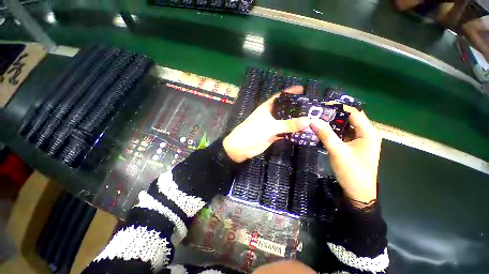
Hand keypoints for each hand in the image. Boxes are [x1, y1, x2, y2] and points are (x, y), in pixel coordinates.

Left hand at [223, 86, 310, 162]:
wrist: (241, 148)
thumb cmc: (252, 132)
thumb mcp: (270, 127)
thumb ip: (288, 124)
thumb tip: (308, 120)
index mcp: (267, 107)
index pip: (280, 96)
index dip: (290, 92)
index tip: (303, 89)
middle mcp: (270, 115)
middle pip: (285, 109)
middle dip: (297, 108)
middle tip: (313, 107)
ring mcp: (272, 125)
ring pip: (286, 121)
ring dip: (296, 121)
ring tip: (312, 119)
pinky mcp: (273, 135)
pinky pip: (285, 131)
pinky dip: (292, 132)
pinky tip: (303, 132)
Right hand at [310, 106, 380, 204]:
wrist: (358, 192)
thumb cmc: (352, 171)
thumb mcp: (337, 151)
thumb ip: (326, 134)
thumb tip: (313, 120)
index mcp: (368, 133)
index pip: (354, 113)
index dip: (339, 107)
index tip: (322, 106)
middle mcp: (367, 134)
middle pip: (350, 119)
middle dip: (334, 115)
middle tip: (317, 113)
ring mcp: (361, 141)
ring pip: (346, 127)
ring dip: (333, 123)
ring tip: (318, 120)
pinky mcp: (355, 146)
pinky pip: (344, 134)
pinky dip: (335, 132)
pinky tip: (324, 131)